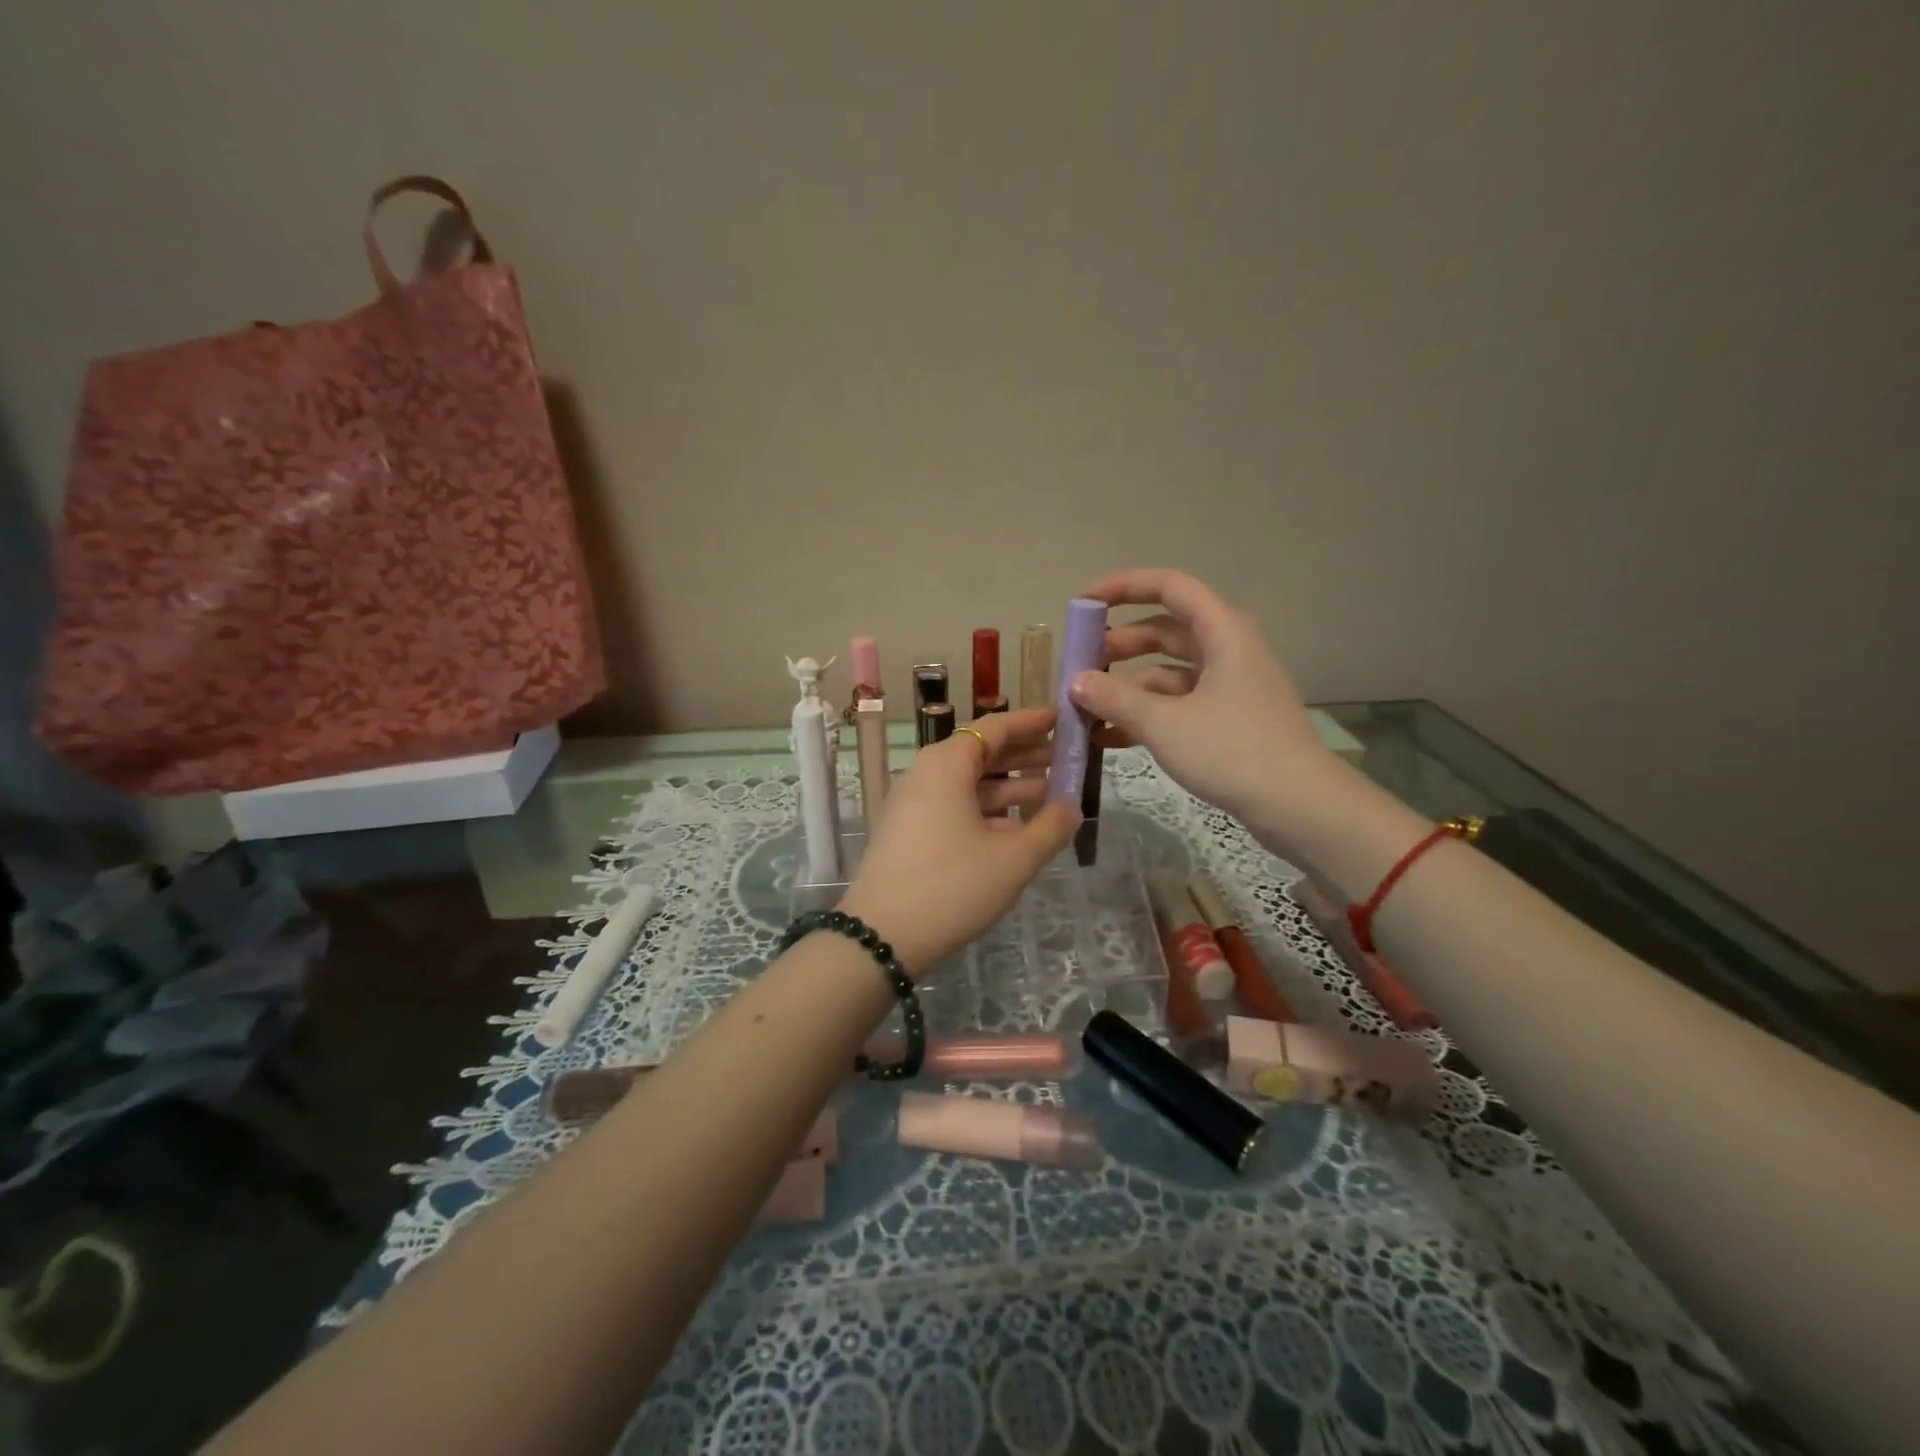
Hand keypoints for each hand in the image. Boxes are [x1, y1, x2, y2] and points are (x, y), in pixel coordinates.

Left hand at [840, 709, 1078, 974]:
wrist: (881, 937)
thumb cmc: (953, 887)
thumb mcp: (1013, 859)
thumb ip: (1050, 828)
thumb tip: (1072, 807)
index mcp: (946, 764)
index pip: (995, 727)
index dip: (1031, 722)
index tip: (1062, 720)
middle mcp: (925, 773)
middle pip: (981, 752)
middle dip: (1024, 755)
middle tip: (1065, 759)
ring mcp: (912, 802)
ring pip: (968, 782)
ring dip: (1008, 786)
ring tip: (1050, 793)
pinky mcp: (908, 829)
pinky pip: (953, 805)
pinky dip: (985, 809)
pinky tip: (1015, 828)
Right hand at [1071, 568, 1337, 821]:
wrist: (1299, 806)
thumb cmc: (1232, 751)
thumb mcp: (1165, 724)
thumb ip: (1115, 698)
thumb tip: (1075, 681)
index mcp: (1222, 632)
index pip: (1169, 587)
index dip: (1123, 587)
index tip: (1083, 604)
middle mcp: (1226, 649)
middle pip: (1164, 631)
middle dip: (1118, 646)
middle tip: (1078, 666)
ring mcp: (1228, 686)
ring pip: (1166, 673)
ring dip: (1126, 688)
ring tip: (1084, 709)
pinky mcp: (1227, 718)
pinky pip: (1177, 704)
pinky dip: (1144, 715)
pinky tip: (1107, 738)